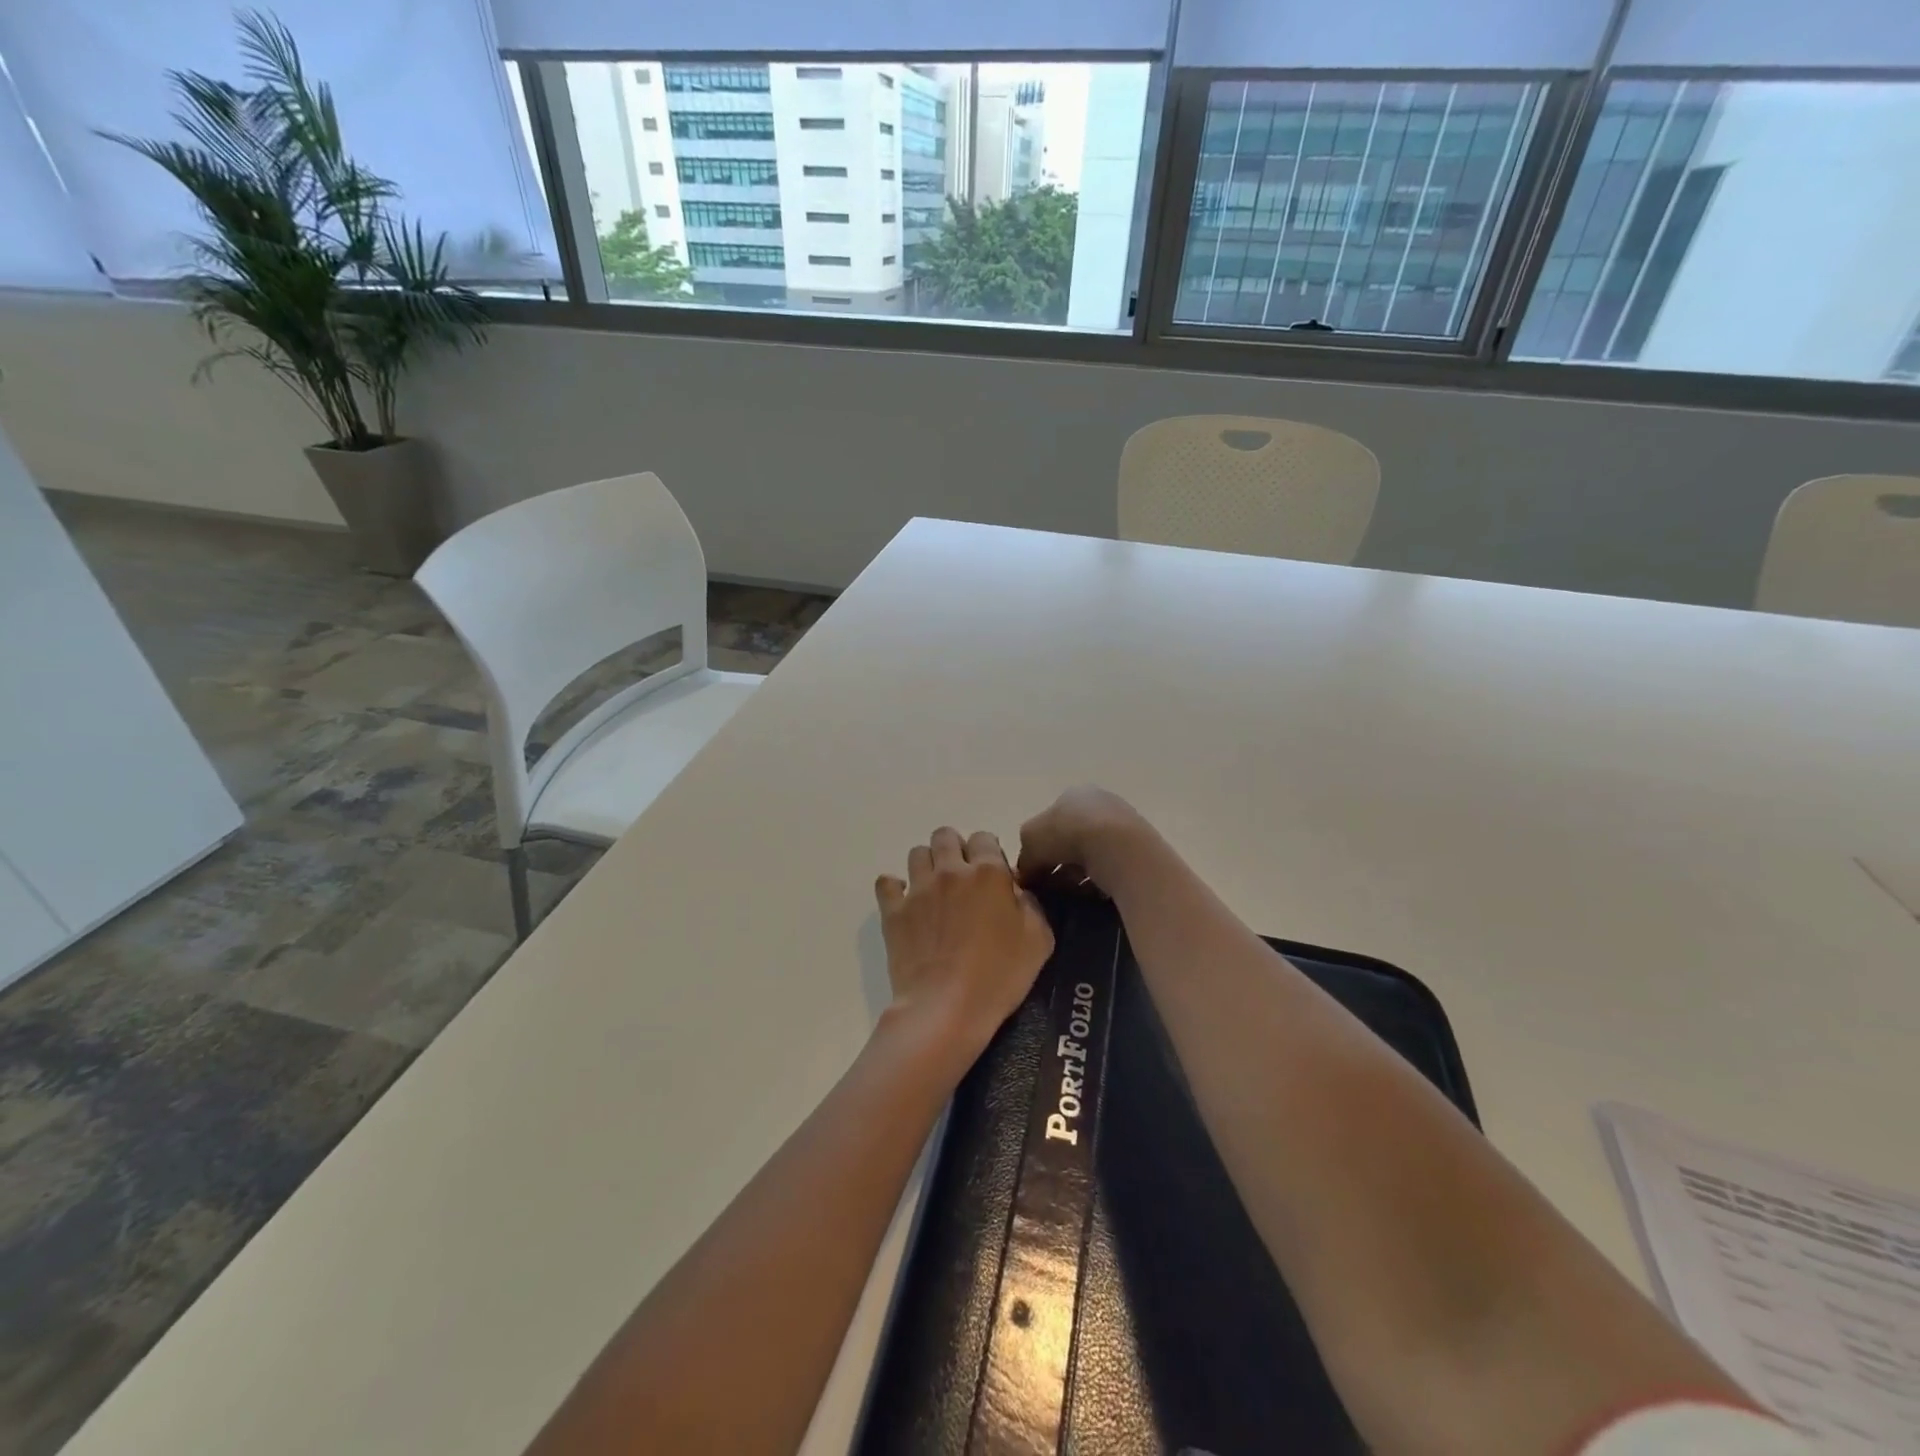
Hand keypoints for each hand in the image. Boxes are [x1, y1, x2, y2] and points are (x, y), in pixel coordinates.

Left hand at [875, 827, 1054, 1054]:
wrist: (947, 1009)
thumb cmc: (999, 976)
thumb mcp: (1039, 941)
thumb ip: (1031, 905)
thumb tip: (1016, 890)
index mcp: (988, 873)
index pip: (984, 838)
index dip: (989, 854)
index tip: (993, 878)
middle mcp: (950, 871)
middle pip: (946, 836)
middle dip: (955, 849)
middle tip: (963, 879)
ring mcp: (918, 889)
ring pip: (917, 853)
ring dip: (928, 865)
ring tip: (935, 890)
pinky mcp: (893, 911)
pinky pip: (887, 882)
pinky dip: (895, 888)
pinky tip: (906, 905)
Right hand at [1016, 786, 1148, 894]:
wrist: (1118, 847)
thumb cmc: (1068, 833)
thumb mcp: (1030, 840)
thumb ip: (1025, 857)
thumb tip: (1025, 875)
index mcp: (1072, 794)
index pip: (1050, 822)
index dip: (1039, 848)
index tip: (1034, 873)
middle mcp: (1099, 803)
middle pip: (1071, 839)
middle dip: (1059, 864)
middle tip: (1050, 888)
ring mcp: (1122, 824)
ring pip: (1091, 855)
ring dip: (1078, 876)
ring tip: (1070, 896)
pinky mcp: (1138, 848)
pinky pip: (1110, 867)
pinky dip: (1099, 881)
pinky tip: (1091, 895)